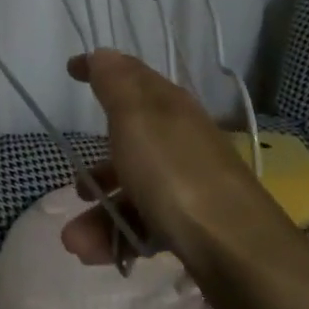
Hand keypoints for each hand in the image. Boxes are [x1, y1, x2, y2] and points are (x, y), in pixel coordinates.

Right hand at [60, 50, 286, 271]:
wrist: (237, 250)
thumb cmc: (175, 174)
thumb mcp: (136, 118)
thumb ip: (115, 84)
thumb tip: (102, 54)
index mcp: (169, 107)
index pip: (132, 77)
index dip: (101, 70)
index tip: (71, 71)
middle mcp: (180, 140)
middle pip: (130, 143)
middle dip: (96, 167)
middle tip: (75, 185)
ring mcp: (189, 184)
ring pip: (134, 190)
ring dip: (101, 213)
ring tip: (76, 241)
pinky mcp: (193, 225)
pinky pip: (146, 224)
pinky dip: (119, 237)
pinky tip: (98, 255)